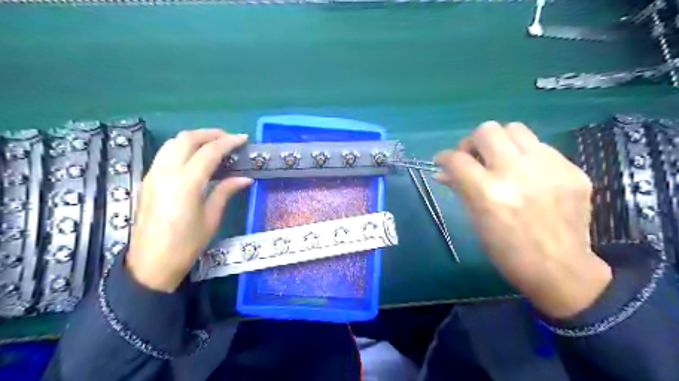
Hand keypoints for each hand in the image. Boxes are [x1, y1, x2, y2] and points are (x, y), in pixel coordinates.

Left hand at [125, 130, 251, 293]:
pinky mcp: (147, 180)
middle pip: (187, 139)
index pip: (209, 152)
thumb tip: (245, 178)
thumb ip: (226, 191)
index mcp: (186, 183)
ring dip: (194, 138)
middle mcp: (166, 173)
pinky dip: (182, 148)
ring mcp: (153, 175)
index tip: (243, 139)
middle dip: (210, 133)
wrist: (150, 264)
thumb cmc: (186, 245)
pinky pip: (165, 154)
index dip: (228, 142)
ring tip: (213, 144)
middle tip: (229, 138)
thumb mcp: (211, 218)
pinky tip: (195, 157)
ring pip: (172, 143)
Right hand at [435, 122, 615, 318]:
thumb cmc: (507, 251)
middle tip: (473, 158)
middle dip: (472, 142)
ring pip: (515, 129)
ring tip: (500, 160)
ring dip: (500, 141)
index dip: (444, 157)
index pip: (457, 159)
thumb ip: (459, 188)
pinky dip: (525, 156)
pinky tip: (527, 174)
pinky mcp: (572, 169)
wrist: (560, 269)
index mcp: (488, 193)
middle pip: (487, 131)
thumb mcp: (475, 221)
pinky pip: (540, 147)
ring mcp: (549, 168)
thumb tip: (443, 172)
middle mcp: (517, 173)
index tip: (443, 161)